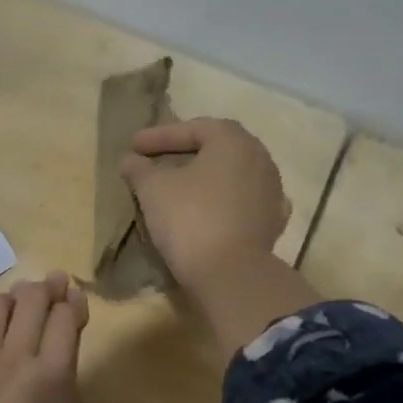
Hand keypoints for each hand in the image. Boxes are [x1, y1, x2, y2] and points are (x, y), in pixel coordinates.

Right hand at [119, 118, 291, 291]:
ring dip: (206, 178)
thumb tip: (130, 160)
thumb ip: (139, 169)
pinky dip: (223, 202)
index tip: (134, 146)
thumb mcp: (153, 190)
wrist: (231, 274)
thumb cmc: (189, 219)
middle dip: (187, 152)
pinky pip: (243, 202)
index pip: (193, 128)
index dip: (160, 136)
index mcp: (234, 141)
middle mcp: (260, 159)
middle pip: (218, 148)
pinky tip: (210, 210)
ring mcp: (272, 192)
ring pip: (233, 175)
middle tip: (159, 159)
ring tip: (182, 187)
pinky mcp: (272, 223)